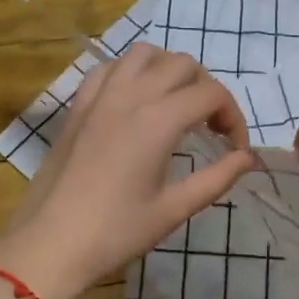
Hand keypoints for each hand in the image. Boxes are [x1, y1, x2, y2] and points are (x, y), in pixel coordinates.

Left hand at [0, 44, 256, 298]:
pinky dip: (131, 73)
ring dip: (169, 70)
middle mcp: (130, 95)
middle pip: (183, 65)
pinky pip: (109, 68)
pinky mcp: (78, 106)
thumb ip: (217, 178)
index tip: (235, 149)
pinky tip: (135, 102)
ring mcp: (100, 97)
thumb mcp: (174, 210)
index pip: (211, 94)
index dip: (233, 117)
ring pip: (144, 54)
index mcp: (158, 121)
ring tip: (176, 104)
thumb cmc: (116, 232)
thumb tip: (247, 158)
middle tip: (211, 127)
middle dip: (207, 89)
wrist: (50, 244)